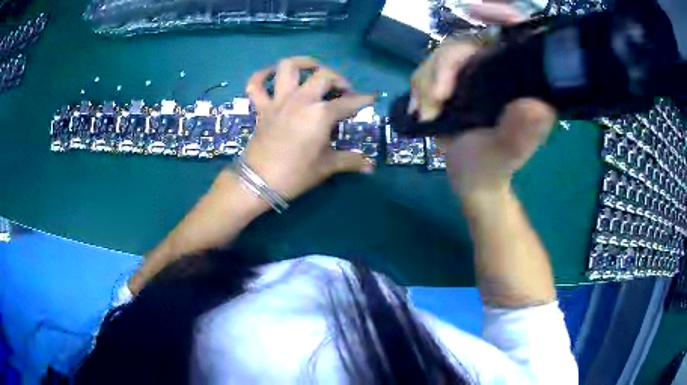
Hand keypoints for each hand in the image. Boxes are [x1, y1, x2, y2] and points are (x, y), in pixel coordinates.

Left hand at [240, 56, 375, 200]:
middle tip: (344, 91)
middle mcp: (301, 99)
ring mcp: (279, 100)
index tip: (372, 97)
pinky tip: (272, 74)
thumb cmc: (295, 174)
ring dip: (303, 63)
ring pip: (288, 67)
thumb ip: (350, 161)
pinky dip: (262, 75)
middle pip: (324, 75)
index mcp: (321, 113)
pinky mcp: (262, 107)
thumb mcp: (326, 167)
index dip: (364, 100)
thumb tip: (371, 167)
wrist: (258, 182)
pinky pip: (256, 84)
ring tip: (313, 68)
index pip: (349, 103)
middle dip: (339, 79)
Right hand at [409, 2, 554, 199]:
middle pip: (465, 43)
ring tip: (426, 113)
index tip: (475, 10)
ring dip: (426, 81)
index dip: (500, 14)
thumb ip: (521, 133)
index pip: (515, 34)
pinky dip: (418, 87)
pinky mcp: (452, 82)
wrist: (471, 179)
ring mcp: (473, 74)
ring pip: (441, 55)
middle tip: (435, 99)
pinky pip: (428, 70)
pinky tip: (419, 109)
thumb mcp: (507, 154)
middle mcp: (497, 69)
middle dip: (444, 66)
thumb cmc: (494, 167)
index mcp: (520, 81)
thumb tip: (537, 106)